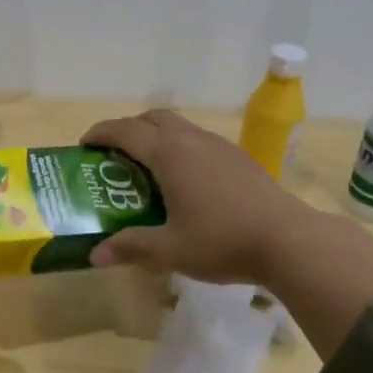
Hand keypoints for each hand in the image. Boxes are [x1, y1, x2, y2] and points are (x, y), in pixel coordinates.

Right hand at [80, 109, 318, 285]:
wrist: (289, 240)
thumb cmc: (222, 241)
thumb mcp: (170, 250)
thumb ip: (131, 248)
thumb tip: (96, 255)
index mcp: (169, 154)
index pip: (125, 131)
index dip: (101, 133)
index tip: (84, 145)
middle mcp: (192, 140)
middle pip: (153, 117)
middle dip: (129, 128)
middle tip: (114, 154)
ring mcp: (219, 146)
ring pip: (179, 126)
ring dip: (156, 136)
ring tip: (147, 167)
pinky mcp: (239, 157)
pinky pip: (199, 140)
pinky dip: (180, 147)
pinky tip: (185, 180)